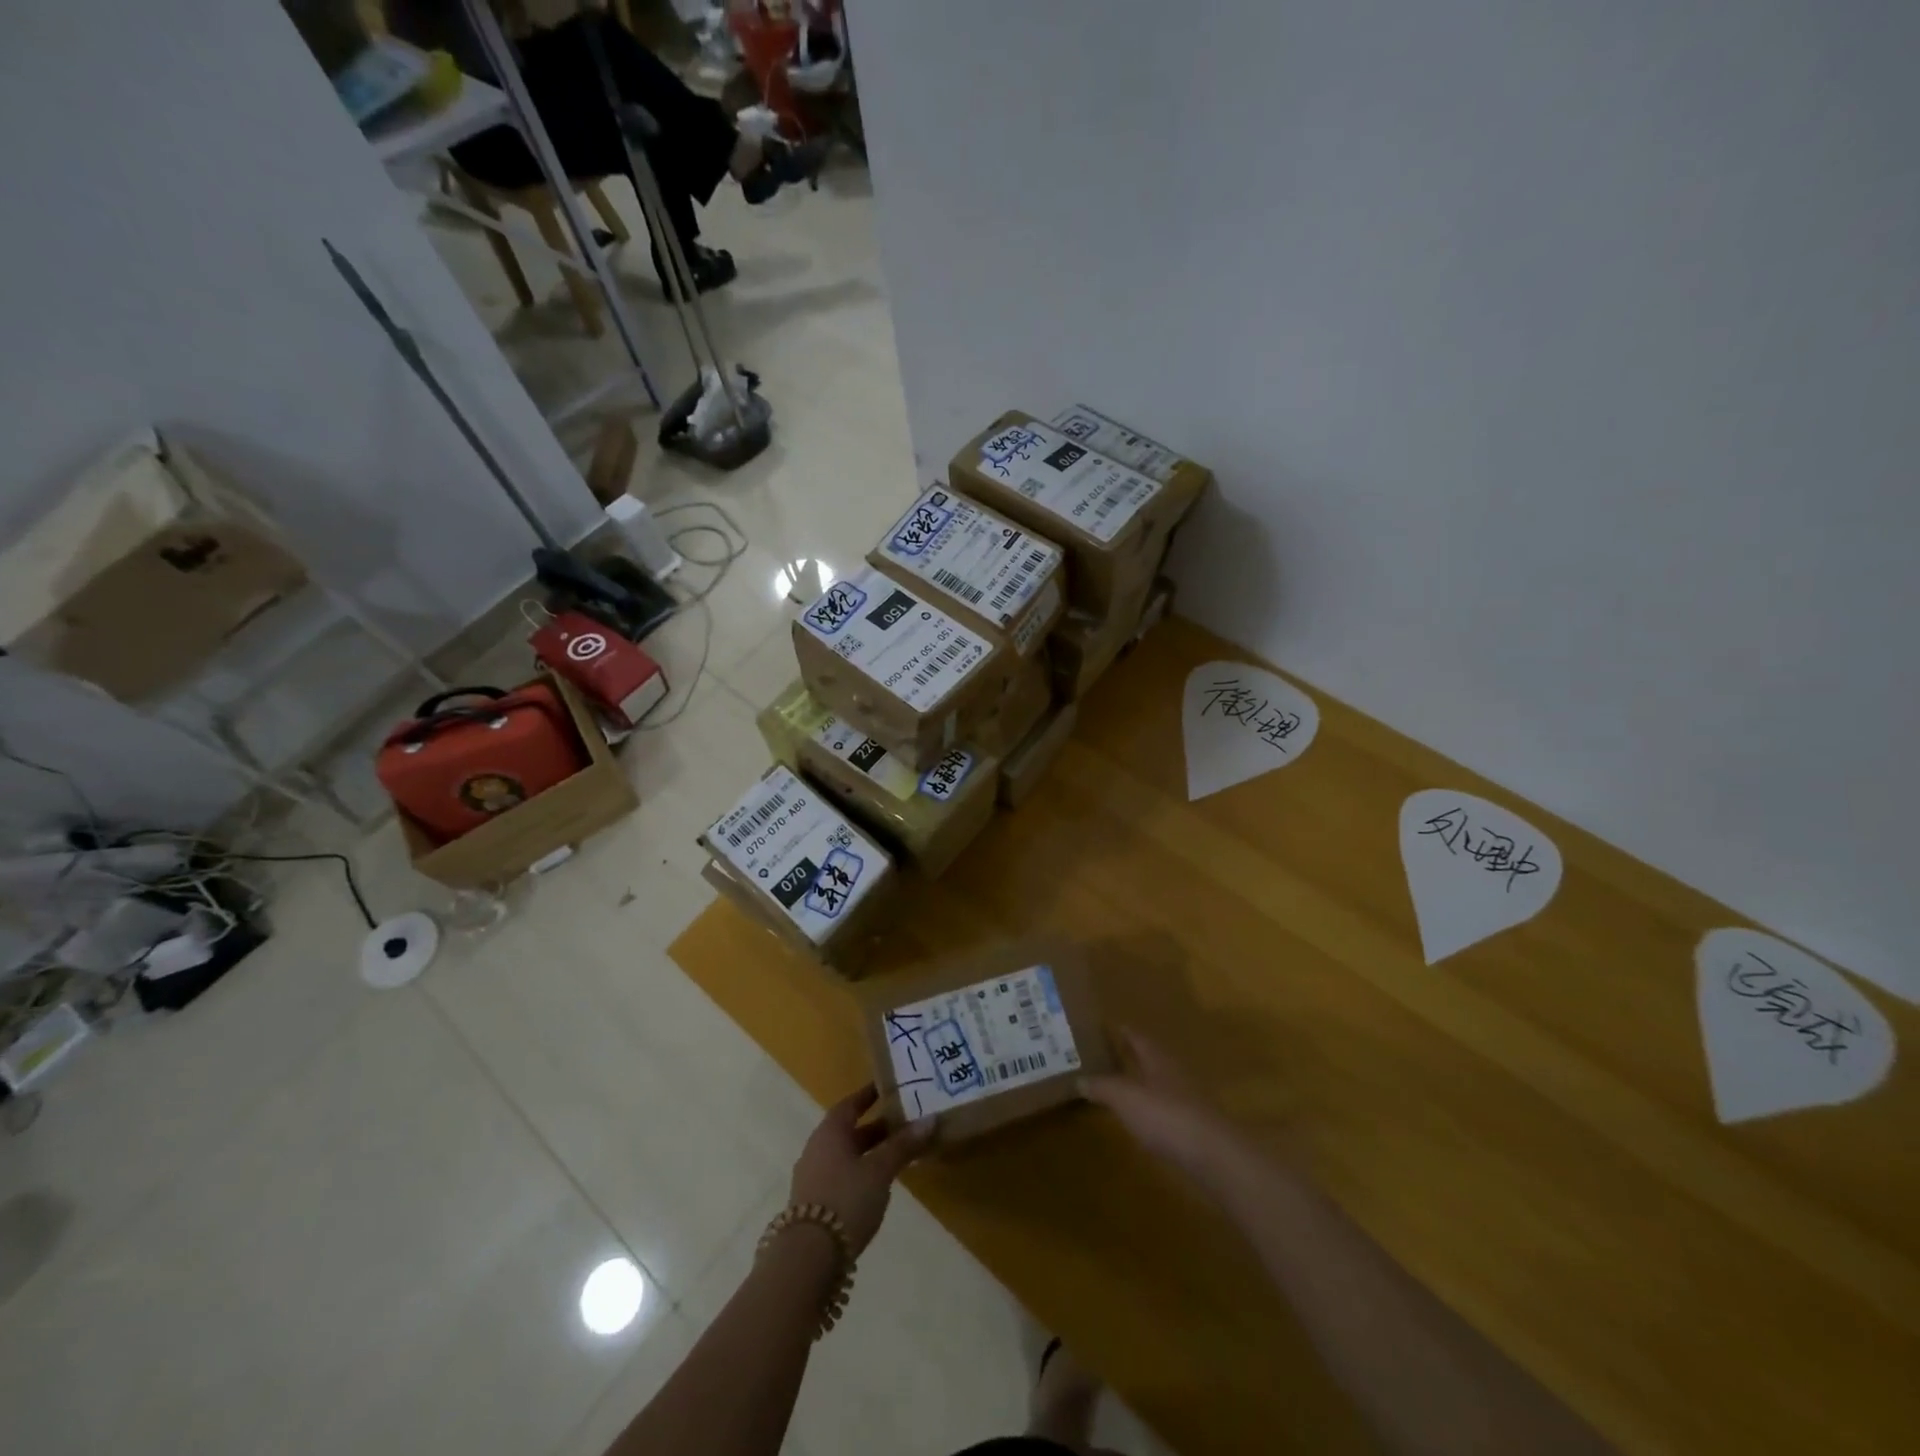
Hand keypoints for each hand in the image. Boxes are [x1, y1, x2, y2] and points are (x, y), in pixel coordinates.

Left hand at [790, 1085, 933, 1256]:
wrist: (808, 1257)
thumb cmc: (846, 1199)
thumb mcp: (880, 1170)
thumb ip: (903, 1145)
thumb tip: (930, 1119)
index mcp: (830, 1132)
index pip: (850, 1104)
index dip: (869, 1095)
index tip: (888, 1088)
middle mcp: (817, 1148)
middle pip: (849, 1131)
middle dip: (876, 1127)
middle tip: (904, 1123)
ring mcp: (813, 1177)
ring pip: (846, 1155)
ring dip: (869, 1153)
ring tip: (897, 1154)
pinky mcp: (815, 1204)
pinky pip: (841, 1176)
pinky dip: (861, 1174)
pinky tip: (878, 1185)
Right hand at [1083, 1030, 1256, 1195]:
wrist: (1213, 1154)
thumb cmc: (1165, 1115)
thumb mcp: (1125, 1098)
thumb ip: (1102, 1087)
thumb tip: (1080, 1079)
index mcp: (1157, 1059)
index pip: (1138, 1038)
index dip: (1124, 1032)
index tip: (1109, 1026)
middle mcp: (1174, 1073)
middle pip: (1151, 1059)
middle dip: (1133, 1056)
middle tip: (1109, 1055)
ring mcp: (1188, 1100)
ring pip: (1160, 1083)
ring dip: (1143, 1083)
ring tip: (1122, 1086)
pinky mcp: (1195, 1127)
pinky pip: (1168, 1109)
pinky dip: (1153, 1109)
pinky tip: (1143, 1119)